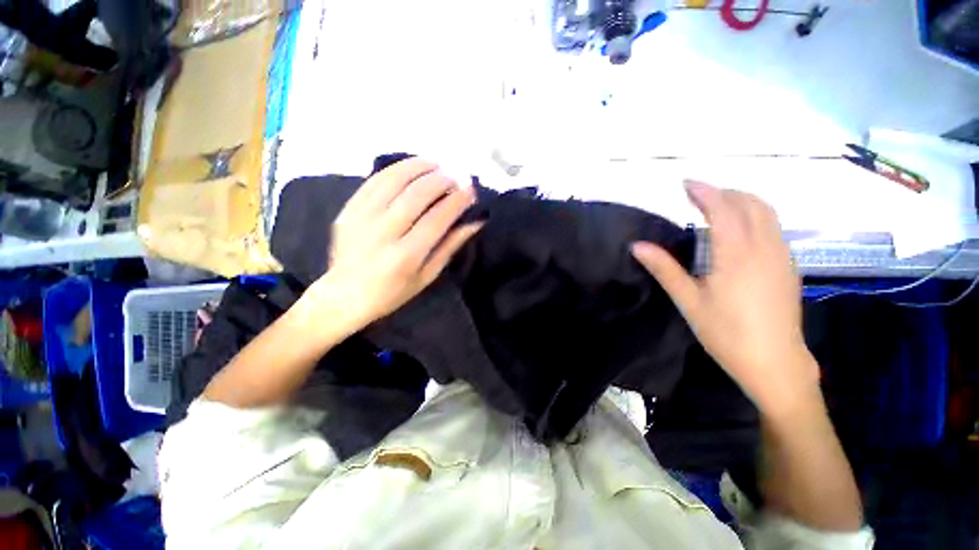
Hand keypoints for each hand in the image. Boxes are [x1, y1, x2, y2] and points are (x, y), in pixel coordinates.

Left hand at [307, 158, 481, 331]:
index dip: (457, 201)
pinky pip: (374, 181)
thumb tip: (474, 222)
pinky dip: (396, 169)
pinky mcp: (348, 210)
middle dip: (441, 181)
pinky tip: (410, 167)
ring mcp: (361, 218)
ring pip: (394, 180)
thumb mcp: (427, 276)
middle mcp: (383, 233)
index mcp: (405, 256)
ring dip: (419, 167)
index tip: (471, 190)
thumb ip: (449, 246)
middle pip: (417, 195)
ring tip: (436, 165)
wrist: (344, 296)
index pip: (437, 219)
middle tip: (455, 178)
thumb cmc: (392, 292)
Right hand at [631, 181, 818, 417]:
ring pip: (767, 212)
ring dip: (741, 201)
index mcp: (737, 254)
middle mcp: (764, 247)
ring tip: (716, 207)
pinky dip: (755, 215)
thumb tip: (637, 246)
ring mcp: (781, 255)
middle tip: (696, 196)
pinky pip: (773, 226)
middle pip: (750, 203)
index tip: (685, 184)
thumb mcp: (688, 300)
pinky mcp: (788, 265)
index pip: (723, 208)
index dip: (704, 191)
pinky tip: (738, 231)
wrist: (774, 362)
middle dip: (723, 192)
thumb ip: (664, 268)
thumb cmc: (726, 333)